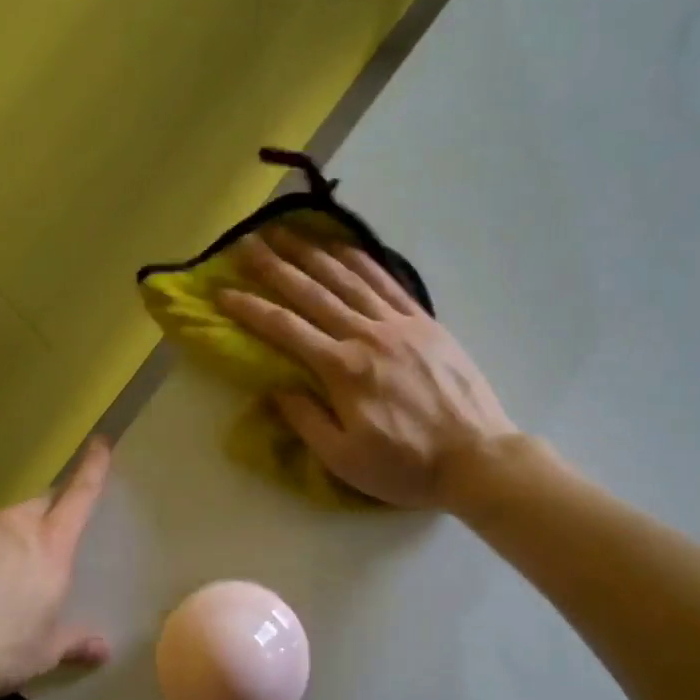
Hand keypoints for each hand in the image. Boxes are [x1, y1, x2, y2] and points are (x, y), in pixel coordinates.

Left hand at [0, 439, 113, 699]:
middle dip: (44, 520)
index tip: (99, 442)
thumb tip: (104, 649)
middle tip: (38, 554)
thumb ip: (76, 642)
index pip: (79, 495)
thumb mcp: (42, 653)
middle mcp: (11, 525)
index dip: (92, 467)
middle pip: (38, 507)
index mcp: (49, 548)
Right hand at [216, 228, 515, 508]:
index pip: (285, 330)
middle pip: (313, 294)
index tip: (223, 292)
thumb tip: (276, 389)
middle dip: (276, 268)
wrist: (476, 457)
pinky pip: (389, 284)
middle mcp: (367, 336)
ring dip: (314, 254)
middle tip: (247, 245)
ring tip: (287, 233)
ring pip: (349, 280)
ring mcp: (400, 325)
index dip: (250, 309)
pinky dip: (364, 262)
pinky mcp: (426, 324)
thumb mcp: (345, 460)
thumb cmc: (406, 466)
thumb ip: (306, 421)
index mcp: (342, 370)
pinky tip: (345, 248)